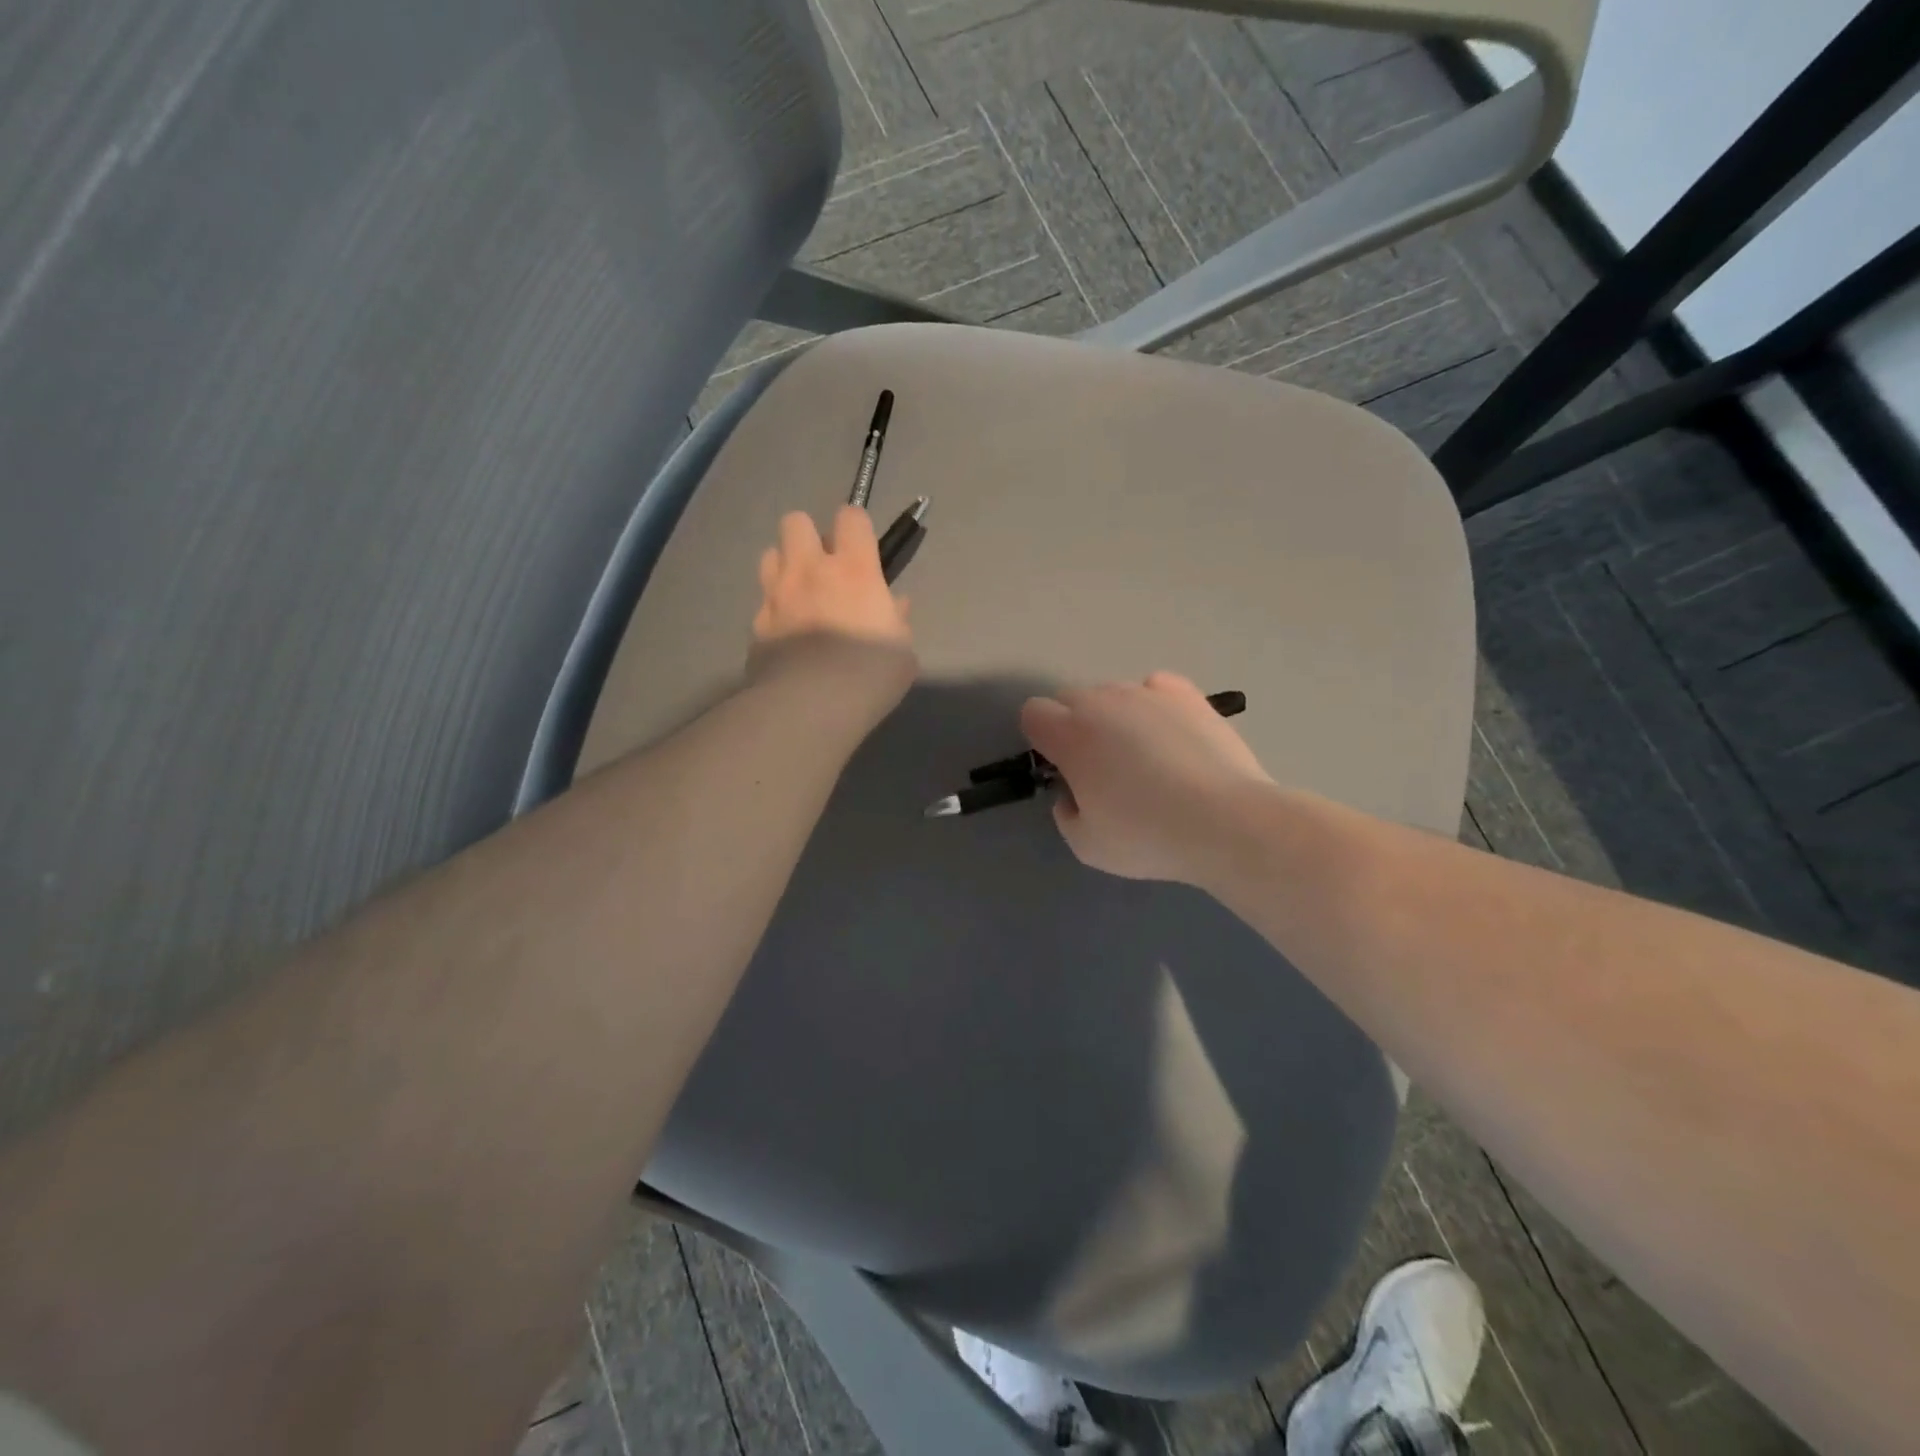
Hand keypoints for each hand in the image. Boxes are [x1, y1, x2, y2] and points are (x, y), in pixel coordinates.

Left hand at [750, 506, 915, 719]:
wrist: (813, 705)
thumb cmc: (871, 673)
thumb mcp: (902, 650)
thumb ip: (897, 621)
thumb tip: (896, 605)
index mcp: (853, 570)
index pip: (850, 516)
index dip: (855, 524)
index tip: (862, 545)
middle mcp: (809, 571)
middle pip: (795, 521)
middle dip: (808, 536)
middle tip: (824, 566)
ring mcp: (776, 596)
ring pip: (770, 555)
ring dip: (785, 567)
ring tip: (800, 594)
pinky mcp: (756, 626)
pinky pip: (763, 604)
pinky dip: (774, 612)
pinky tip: (787, 636)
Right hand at [1020, 672, 1271, 883]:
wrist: (1226, 822)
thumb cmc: (1147, 836)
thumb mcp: (1085, 845)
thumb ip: (1065, 812)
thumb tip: (1073, 794)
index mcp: (1069, 734)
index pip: (1032, 713)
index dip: (1042, 741)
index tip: (1062, 769)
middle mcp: (1103, 701)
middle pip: (1070, 698)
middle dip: (1074, 726)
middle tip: (1100, 768)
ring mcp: (1147, 693)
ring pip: (1113, 693)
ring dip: (1114, 717)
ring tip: (1144, 756)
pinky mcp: (1188, 695)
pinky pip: (1155, 688)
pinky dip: (1153, 705)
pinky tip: (1169, 734)